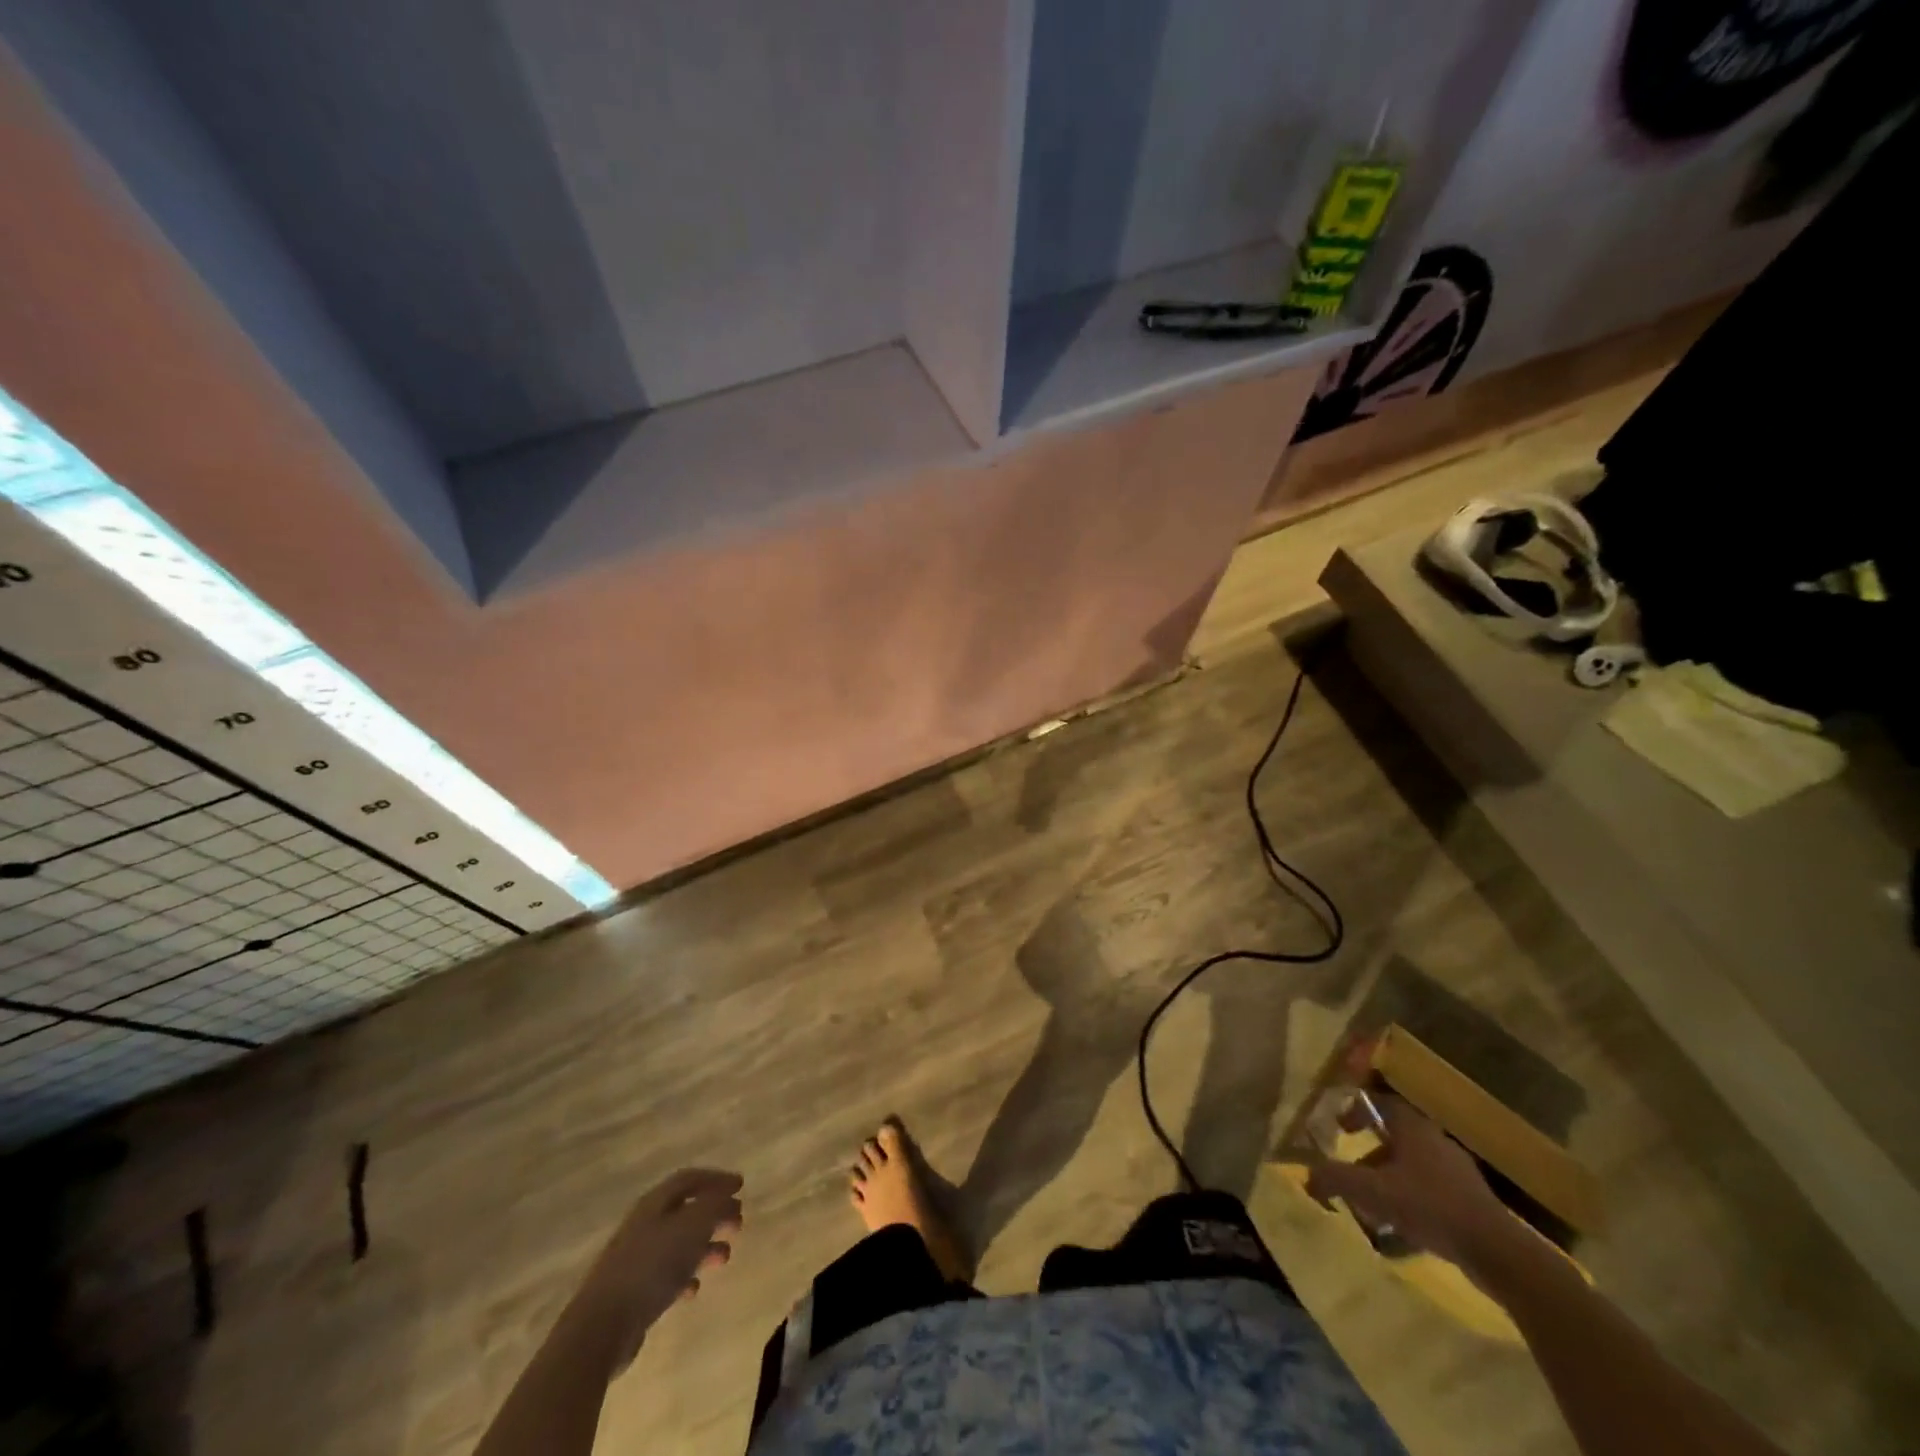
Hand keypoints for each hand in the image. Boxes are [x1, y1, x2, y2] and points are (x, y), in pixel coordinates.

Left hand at [568, 1168, 742, 1369]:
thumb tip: (729, 1197)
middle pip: (684, 1210)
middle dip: (714, 1214)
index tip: (741, 1186)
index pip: (689, 1179)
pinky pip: (665, 1275)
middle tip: (738, 1222)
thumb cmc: (651, 1266)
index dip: (716, 1179)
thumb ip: (715, 1206)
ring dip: (704, 1246)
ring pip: (678, 1243)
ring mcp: (635, 1259)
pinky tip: (695, 1287)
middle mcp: (644, 1225)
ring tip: (725, 1257)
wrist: (601, 1327)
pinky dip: (685, 1275)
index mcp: (654, 1203)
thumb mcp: (692, 1226)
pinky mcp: (632, 1292)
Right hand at [1305, 1093, 1519, 1274]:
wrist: (1497, 1252)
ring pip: (1413, 1164)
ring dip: (1390, 1178)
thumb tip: (1307, 1173)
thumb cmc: (1429, 1207)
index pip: (1379, 1102)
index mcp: (1412, 1127)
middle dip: (1370, 1152)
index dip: (1356, 1110)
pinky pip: (1431, 1189)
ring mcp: (1458, 1171)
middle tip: (1353, 1170)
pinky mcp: (1472, 1200)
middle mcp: (1435, 1140)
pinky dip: (1411, 1198)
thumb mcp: (1372, 1191)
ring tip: (1374, 1205)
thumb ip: (1336, 1179)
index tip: (1339, 1127)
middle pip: (1395, 1135)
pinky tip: (1403, 1227)